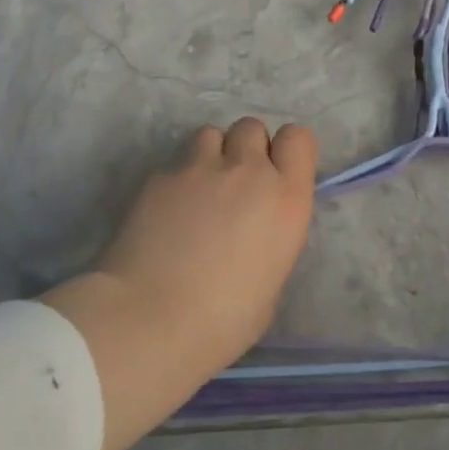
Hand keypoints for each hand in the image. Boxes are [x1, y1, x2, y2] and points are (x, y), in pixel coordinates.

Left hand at [41, 118, 316, 449]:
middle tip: (234, 185)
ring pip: (211, 135)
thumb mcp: (271, 281)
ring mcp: (200, 167)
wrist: (150, 320)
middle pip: (252, 128)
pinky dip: (176, 181)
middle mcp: (248, 171)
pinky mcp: (160, 176)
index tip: (275, 174)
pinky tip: (165, 214)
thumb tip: (254, 230)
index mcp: (286, 198)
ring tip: (198, 192)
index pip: (298, 137)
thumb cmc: (224, 321)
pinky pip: (176, 163)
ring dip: (210, 156)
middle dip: (245, 149)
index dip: (285, 151)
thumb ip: (270, 238)